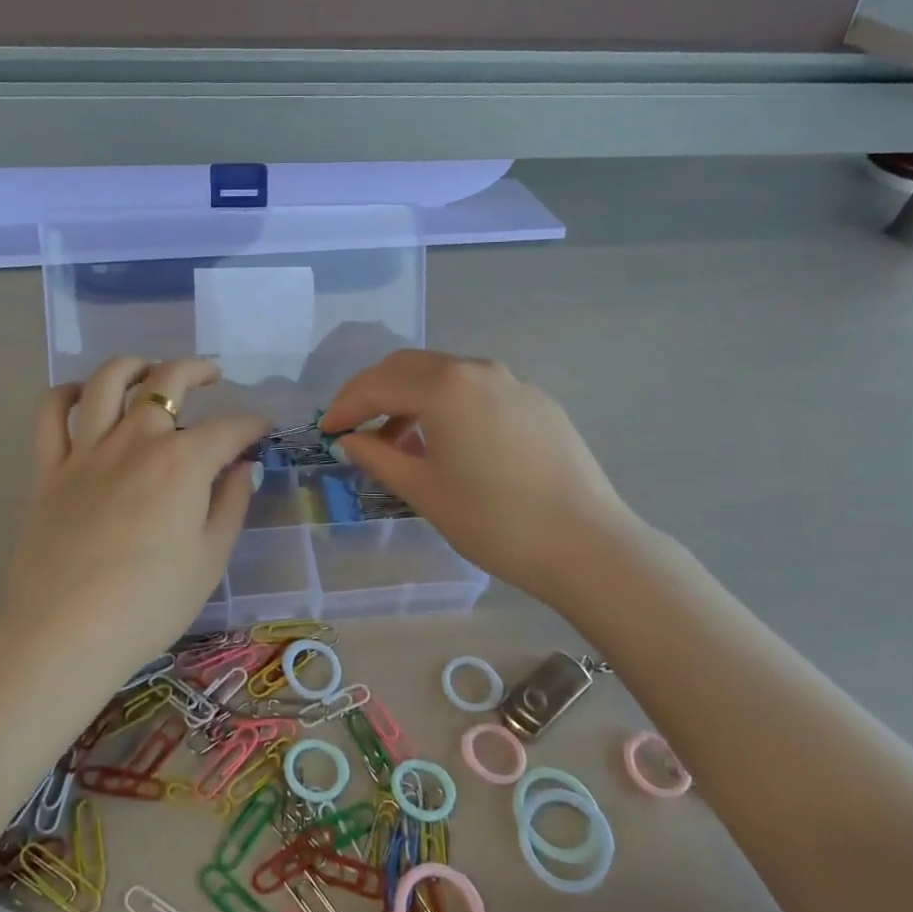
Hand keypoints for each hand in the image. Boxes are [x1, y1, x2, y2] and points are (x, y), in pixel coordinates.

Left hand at [5, 357, 268, 659]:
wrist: (65, 634)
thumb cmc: (150, 604)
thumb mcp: (210, 559)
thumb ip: (231, 504)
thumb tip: (243, 467)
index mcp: (182, 463)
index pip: (228, 429)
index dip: (251, 426)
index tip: (262, 430)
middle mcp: (136, 441)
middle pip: (167, 383)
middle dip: (197, 370)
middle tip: (212, 376)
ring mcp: (86, 451)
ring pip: (106, 382)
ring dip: (134, 366)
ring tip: (150, 371)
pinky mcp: (48, 470)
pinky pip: (50, 415)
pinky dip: (66, 394)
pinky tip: (82, 396)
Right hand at [320, 350, 642, 611]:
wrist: (587, 545)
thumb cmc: (494, 522)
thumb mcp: (424, 491)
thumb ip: (379, 457)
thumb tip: (350, 440)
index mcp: (445, 387)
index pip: (378, 384)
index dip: (345, 406)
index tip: (326, 431)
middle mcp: (478, 370)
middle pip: (409, 366)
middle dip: (374, 392)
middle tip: (353, 427)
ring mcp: (513, 382)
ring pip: (445, 375)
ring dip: (411, 397)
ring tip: (398, 440)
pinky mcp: (537, 401)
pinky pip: (477, 390)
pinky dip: (447, 404)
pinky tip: (448, 442)